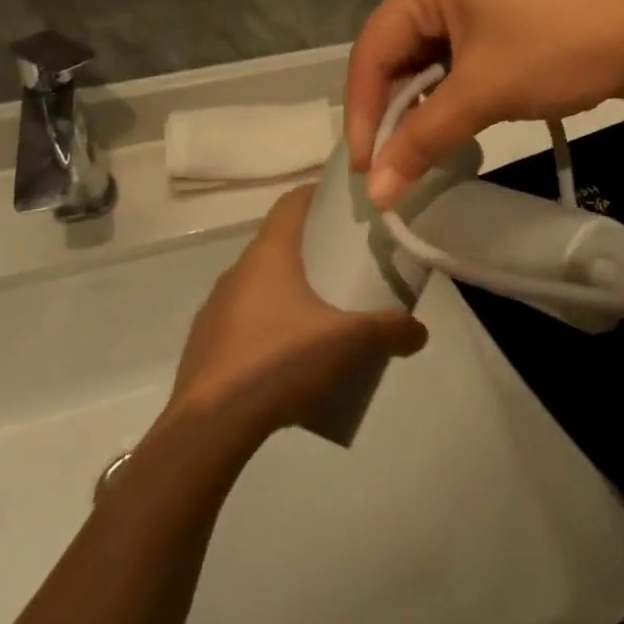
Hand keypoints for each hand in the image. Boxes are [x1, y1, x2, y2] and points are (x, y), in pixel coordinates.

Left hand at [165, 187, 427, 438]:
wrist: (209, 428)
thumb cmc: (281, 361)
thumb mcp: (351, 343)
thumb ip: (391, 331)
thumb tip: (419, 332)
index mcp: (268, 255)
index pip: (292, 202)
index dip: (318, 194)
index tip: (345, 203)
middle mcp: (237, 272)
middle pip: (278, 245)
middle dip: (312, 251)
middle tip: (346, 267)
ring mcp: (215, 310)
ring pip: (259, 288)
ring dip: (288, 295)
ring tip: (321, 319)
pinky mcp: (204, 348)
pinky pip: (243, 326)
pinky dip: (267, 331)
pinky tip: (288, 363)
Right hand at [346, 0, 623, 207]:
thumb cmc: (558, 51)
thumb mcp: (483, 94)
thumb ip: (422, 140)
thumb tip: (376, 195)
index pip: (373, 49)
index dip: (363, 112)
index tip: (365, 171)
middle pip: (397, 51)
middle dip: (392, 110)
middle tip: (389, 166)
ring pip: (427, 57)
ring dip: (422, 105)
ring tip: (417, 152)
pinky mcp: (500, 11)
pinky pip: (456, 54)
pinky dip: (450, 92)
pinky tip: (451, 123)